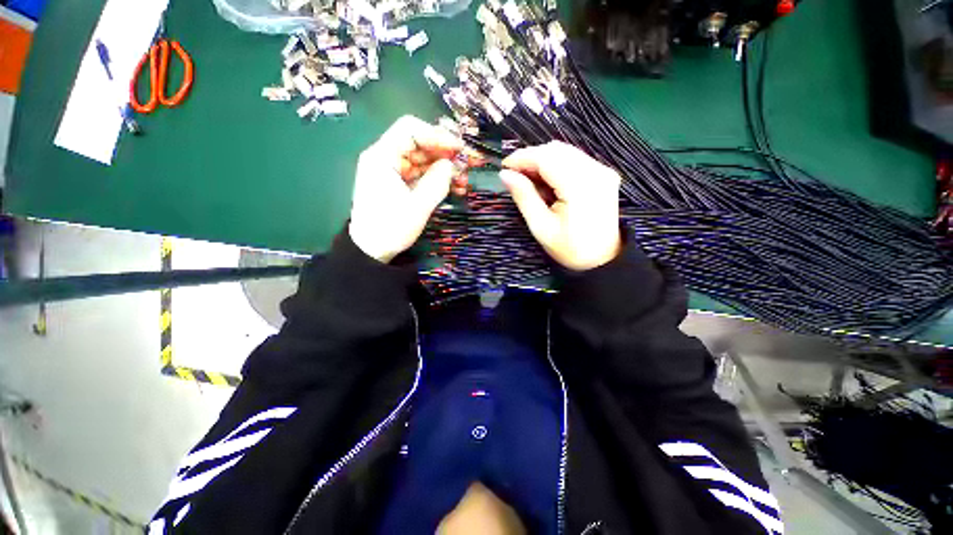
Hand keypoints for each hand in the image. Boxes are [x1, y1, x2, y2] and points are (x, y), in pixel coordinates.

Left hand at [349, 116, 468, 262]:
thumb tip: (452, 164)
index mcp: (382, 157)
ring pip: (424, 160)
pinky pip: (422, 174)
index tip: (459, 149)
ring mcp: (394, 171)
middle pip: (420, 144)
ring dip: (446, 168)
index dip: (437, 136)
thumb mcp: (417, 207)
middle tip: (469, 164)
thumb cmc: (390, 229)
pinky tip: (456, 188)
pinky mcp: (400, 184)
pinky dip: (439, 179)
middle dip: (446, 153)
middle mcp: (386, 158)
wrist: (372, 250)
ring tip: (465, 181)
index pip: (410, 130)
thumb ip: (436, 182)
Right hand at [500, 142, 621, 270]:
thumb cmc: (569, 249)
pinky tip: (547, 180)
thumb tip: (505, 174)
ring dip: (543, 160)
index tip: (504, 166)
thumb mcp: (541, 227)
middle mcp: (595, 171)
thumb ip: (524, 197)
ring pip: (565, 151)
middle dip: (531, 158)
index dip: (523, 158)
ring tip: (528, 178)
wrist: (601, 259)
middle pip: (557, 150)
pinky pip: (575, 159)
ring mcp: (603, 171)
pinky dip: (556, 164)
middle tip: (514, 175)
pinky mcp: (604, 174)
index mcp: (580, 187)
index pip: (547, 158)